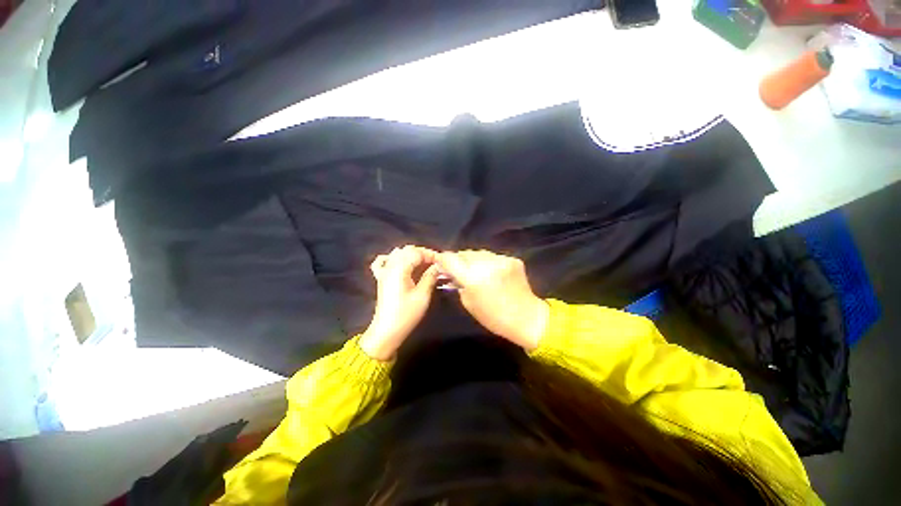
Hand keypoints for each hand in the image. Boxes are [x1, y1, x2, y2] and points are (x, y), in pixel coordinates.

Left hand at [359, 245, 440, 359]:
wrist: (387, 331)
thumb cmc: (406, 314)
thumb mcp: (423, 296)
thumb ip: (430, 277)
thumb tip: (438, 266)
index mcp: (400, 269)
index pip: (417, 252)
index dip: (431, 255)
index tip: (442, 262)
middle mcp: (390, 266)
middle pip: (407, 250)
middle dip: (423, 254)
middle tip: (435, 264)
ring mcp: (384, 271)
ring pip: (397, 253)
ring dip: (411, 255)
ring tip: (423, 264)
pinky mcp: (381, 278)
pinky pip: (383, 262)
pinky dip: (392, 259)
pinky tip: (400, 264)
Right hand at [436, 250, 548, 350]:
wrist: (526, 317)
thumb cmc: (493, 316)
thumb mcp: (468, 302)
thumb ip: (458, 283)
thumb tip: (451, 272)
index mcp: (472, 278)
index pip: (450, 258)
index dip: (443, 259)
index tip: (440, 262)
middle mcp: (486, 264)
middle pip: (464, 253)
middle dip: (459, 259)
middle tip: (458, 269)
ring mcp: (501, 259)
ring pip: (479, 253)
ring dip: (474, 260)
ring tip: (476, 271)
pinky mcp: (512, 258)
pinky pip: (493, 256)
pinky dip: (488, 262)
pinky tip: (492, 273)